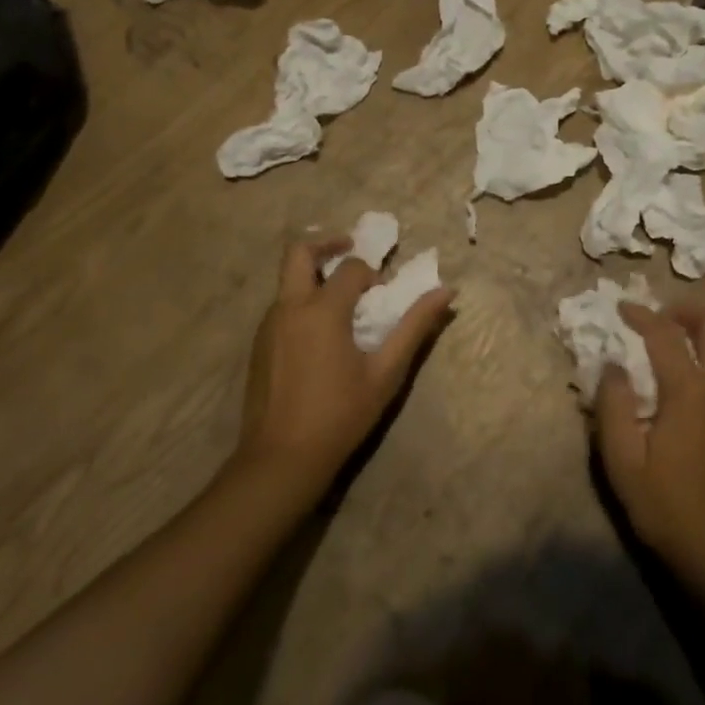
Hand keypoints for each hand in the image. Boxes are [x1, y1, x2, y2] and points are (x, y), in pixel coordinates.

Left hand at [236, 234, 454, 495]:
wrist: (281, 459)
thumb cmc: (340, 415)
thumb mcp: (386, 373)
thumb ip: (414, 327)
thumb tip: (446, 292)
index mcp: (323, 310)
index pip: (350, 268)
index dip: (371, 274)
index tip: (383, 296)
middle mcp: (290, 307)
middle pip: (299, 252)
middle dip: (327, 245)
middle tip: (351, 252)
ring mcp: (268, 326)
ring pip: (288, 280)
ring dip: (314, 276)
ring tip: (340, 303)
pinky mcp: (258, 345)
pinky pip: (281, 307)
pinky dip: (301, 302)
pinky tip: (319, 337)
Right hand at [595, 301, 704, 589]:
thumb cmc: (666, 507)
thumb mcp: (622, 461)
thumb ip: (613, 405)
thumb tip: (614, 365)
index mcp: (690, 393)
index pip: (665, 334)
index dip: (642, 314)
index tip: (622, 308)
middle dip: (687, 310)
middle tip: (661, 317)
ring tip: (682, 342)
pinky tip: (701, 387)